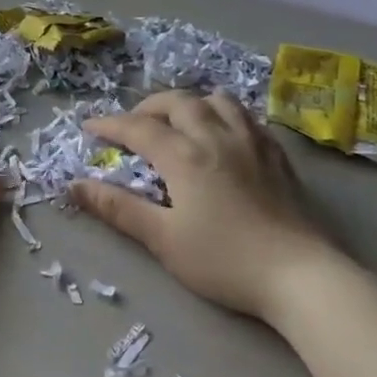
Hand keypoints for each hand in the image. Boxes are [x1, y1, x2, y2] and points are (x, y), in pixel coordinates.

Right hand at [71, 91, 335, 324]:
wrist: (301, 275)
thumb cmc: (224, 260)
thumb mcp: (163, 239)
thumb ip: (118, 208)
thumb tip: (74, 186)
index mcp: (183, 155)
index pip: (137, 127)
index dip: (110, 125)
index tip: (89, 128)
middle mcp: (215, 136)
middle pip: (177, 102)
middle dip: (148, 107)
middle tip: (133, 125)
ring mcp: (251, 141)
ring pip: (216, 100)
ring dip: (189, 103)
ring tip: (178, 121)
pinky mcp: (276, 155)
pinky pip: (246, 116)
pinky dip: (224, 114)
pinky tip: (223, 134)